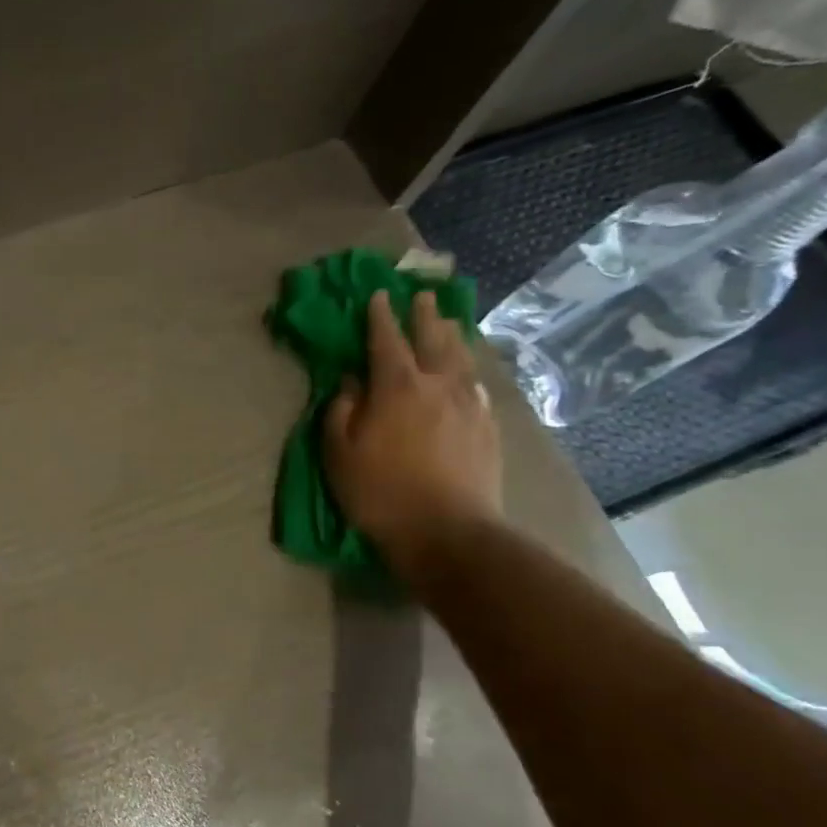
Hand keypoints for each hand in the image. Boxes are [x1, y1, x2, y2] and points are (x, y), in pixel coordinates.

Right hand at [323, 290, 502, 578]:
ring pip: (461, 358)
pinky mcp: (487, 426)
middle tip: (422, 296)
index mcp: (396, 386)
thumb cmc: (380, 491)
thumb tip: (351, 382)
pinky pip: (476, 384)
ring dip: (452, 335)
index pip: (386, 340)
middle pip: (433, 338)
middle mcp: (437, 384)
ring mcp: (468, 404)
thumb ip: (342, 410)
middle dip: (424, 315)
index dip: (380, 316)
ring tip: (448, 322)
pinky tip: (466, 372)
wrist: (447, 531)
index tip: (378, 296)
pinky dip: (467, 368)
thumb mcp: (339, 452)